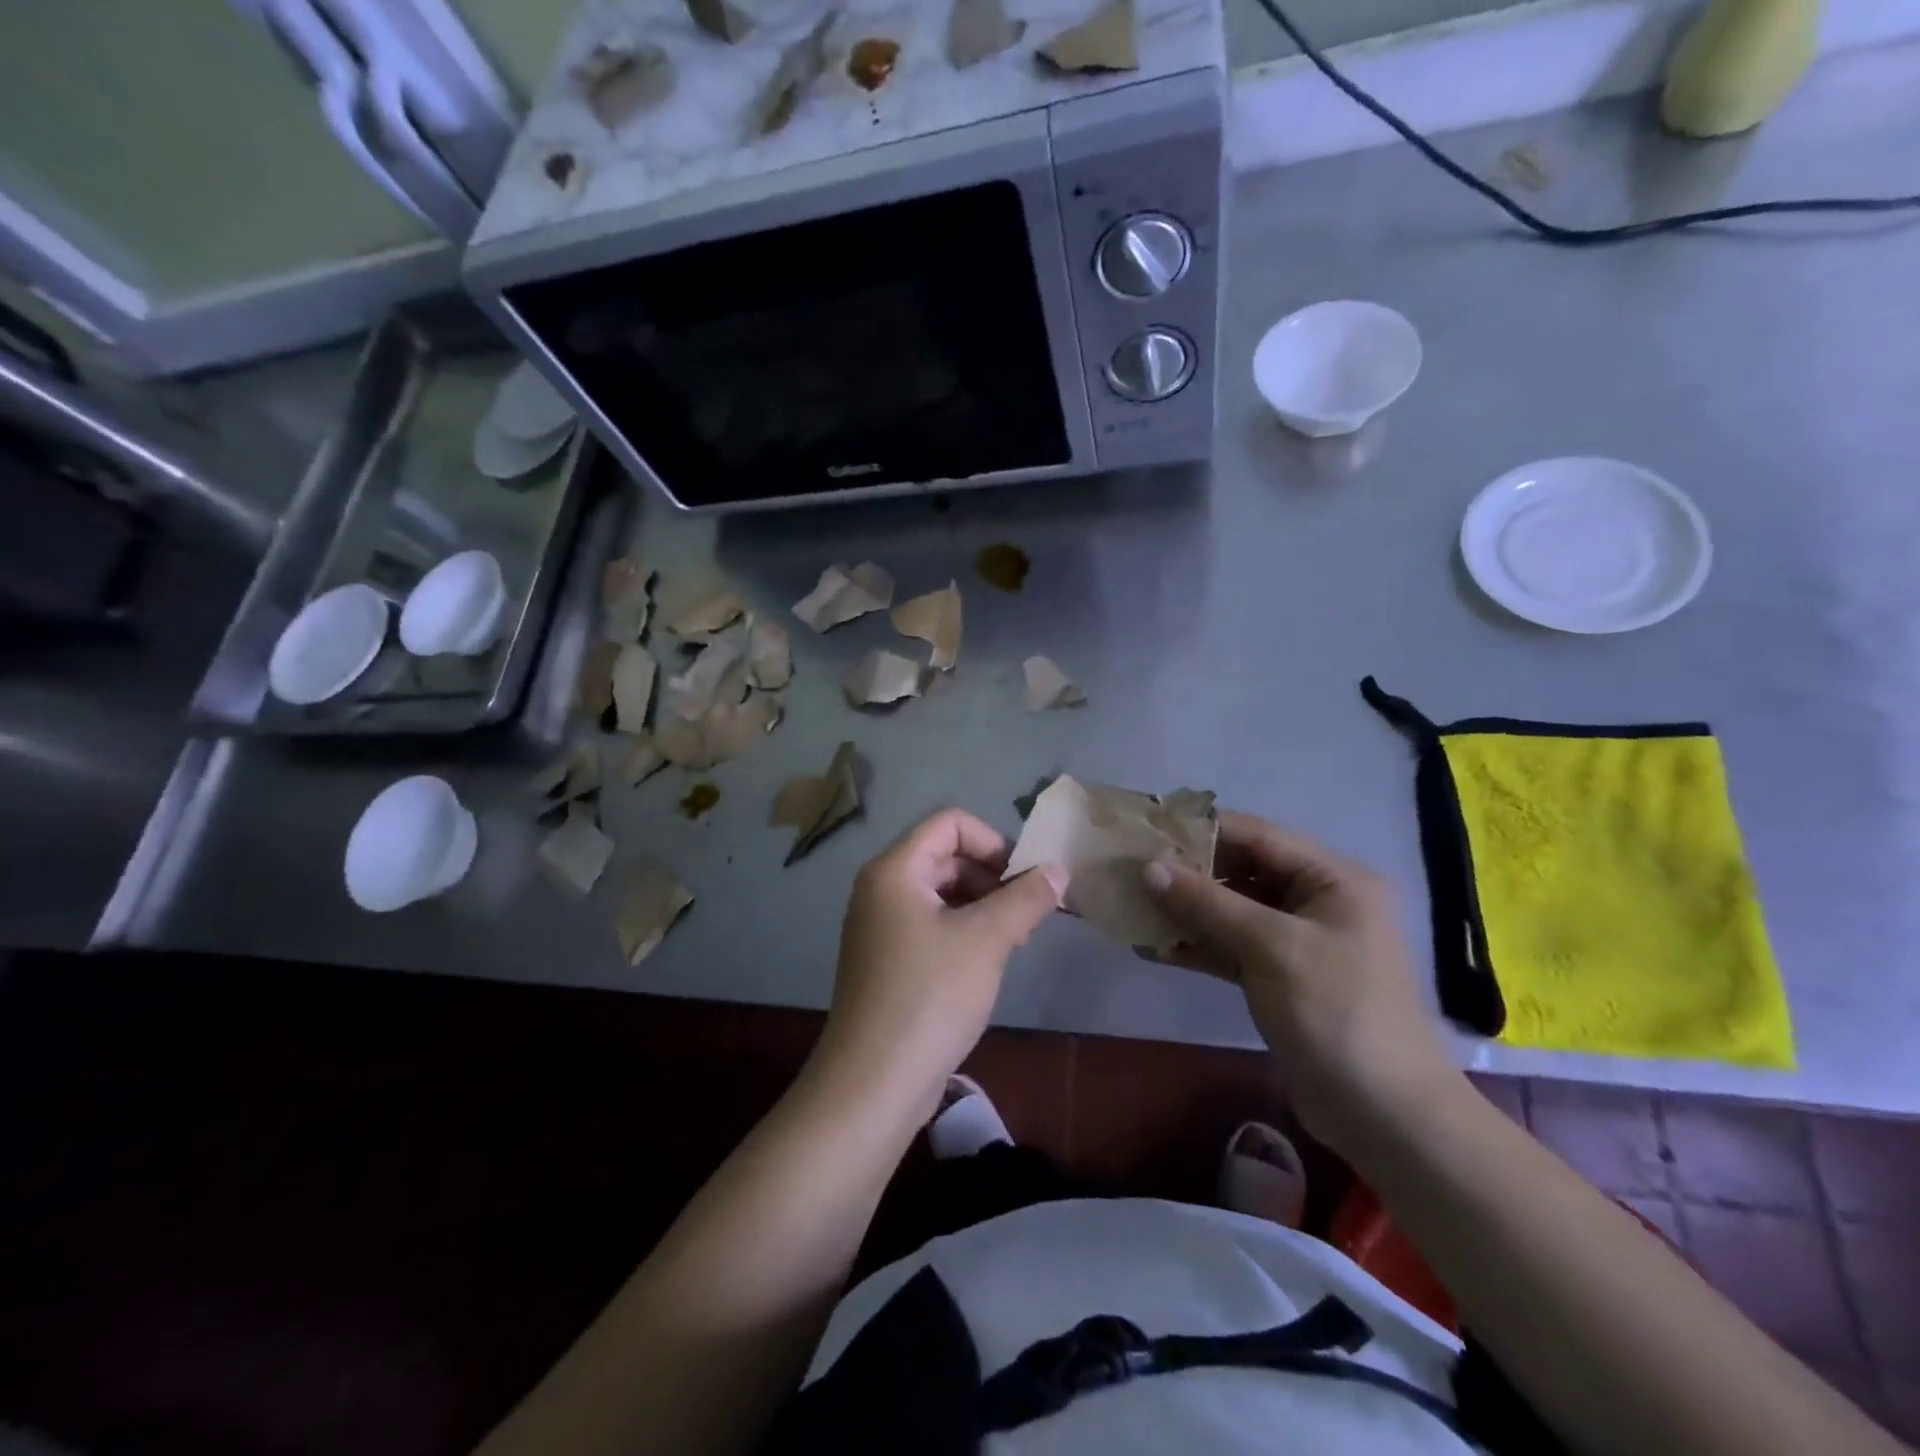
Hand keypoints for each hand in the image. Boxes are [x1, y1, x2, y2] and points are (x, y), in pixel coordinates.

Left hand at [814, 809, 1067, 1122]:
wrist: (874, 1082)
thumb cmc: (929, 997)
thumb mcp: (987, 940)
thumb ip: (1026, 898)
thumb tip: (1058, 870)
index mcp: (895, 870)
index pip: (950, 823)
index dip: (993, 841)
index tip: (1024, 878)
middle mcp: (881, 888)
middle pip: (945, 855)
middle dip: (992, 875)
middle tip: (1028, 910)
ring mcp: (881, 925)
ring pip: (941, 892)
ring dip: (982, 903)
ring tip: (1014, 936)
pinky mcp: (888, 959)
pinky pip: (931, 923)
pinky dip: (964, 928)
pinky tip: (989, 959)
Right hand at [1143, 812, 1458, 1146]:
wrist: (1383, 1114)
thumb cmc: (1336, 1011)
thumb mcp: (1271, 946)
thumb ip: (1208, 903)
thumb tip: (1150, 868)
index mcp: (1333, 880)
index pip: (1259, 836)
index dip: (1204, 829)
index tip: (1151, 827)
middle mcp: (1317, 902)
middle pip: (1244, 871)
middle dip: (1190, 871)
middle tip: (1134, 868)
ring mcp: (1298, 942)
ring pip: (1233, 911)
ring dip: (1187, 910)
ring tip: (1134, 903)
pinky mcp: (1280, 978)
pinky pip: (1232, 948)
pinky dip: (1198, 945)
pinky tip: (1153, 946)